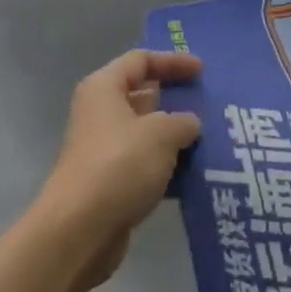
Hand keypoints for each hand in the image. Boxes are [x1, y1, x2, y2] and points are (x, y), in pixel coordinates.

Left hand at [39, 50, 202, 283]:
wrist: (80, 230)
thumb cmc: (120, 165)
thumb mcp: (162, 133)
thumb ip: (183, 121)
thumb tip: (189, 124)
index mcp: (104, 88)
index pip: (140, 60)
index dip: (172, 62)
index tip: (202, 71)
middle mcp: (100, 113)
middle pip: (142, 96)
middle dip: (176, 100)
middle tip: (209, 105)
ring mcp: (103, 150)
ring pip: (146, 133)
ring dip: (175, 136)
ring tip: (210, 139)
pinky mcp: (109, 183)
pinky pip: (145, 164)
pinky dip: (167, 166)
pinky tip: (195, 174)